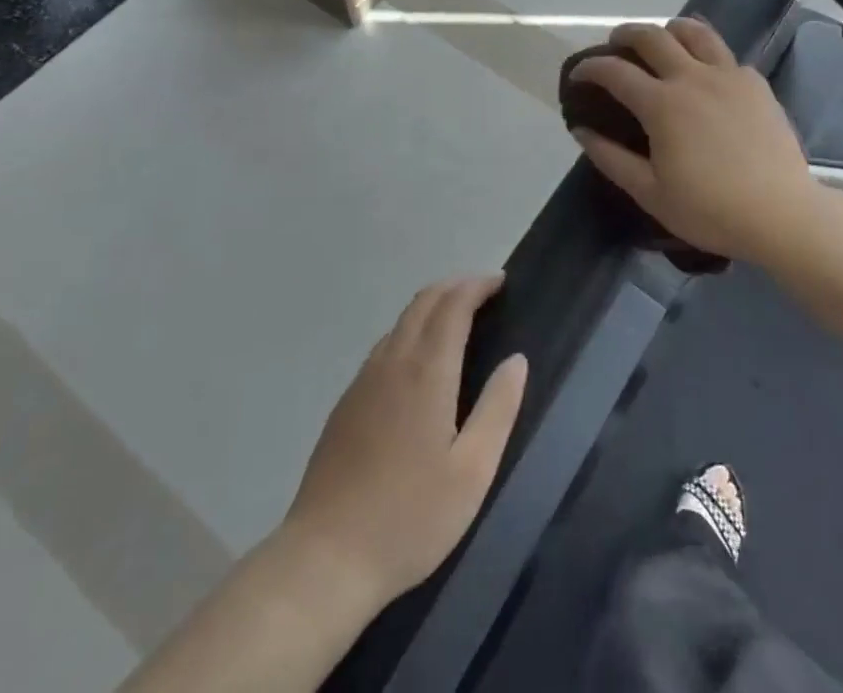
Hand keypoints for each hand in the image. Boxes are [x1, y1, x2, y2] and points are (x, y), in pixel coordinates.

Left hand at [281, 275, 527, 612]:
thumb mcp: (472, 472)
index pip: (453, 305)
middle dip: (455, 286)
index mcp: (426, 372)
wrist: (325, 559)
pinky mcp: (346, 402)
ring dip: (432, 306)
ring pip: (401, 321)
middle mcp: (392, 362)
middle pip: (423, 302)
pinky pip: (384, 345)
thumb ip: (498, 408)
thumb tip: (516, 359)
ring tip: (458, 319)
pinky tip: (420, 360)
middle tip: (485, 292)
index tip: (501, 282)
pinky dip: (410, 330)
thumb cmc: (410, 518)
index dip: (477, 286)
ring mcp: (363, 380)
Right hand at [569, 18, 815, 262]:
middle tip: (615, 46)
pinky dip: (705, 54)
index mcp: (662, 104)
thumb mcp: (650, 193)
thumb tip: (581, 130)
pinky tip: (705, 75)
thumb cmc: (710, 209)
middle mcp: (692, 77)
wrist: (781, 214)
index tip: (578, 73)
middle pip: (652, 36)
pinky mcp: (755, 82)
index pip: (615, 71)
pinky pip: (724, 54)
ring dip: (668, 30)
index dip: (590, 67)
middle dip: (625, 34)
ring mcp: (728, 75)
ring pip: (694, 31)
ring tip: (661, 42)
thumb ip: (611, 158)